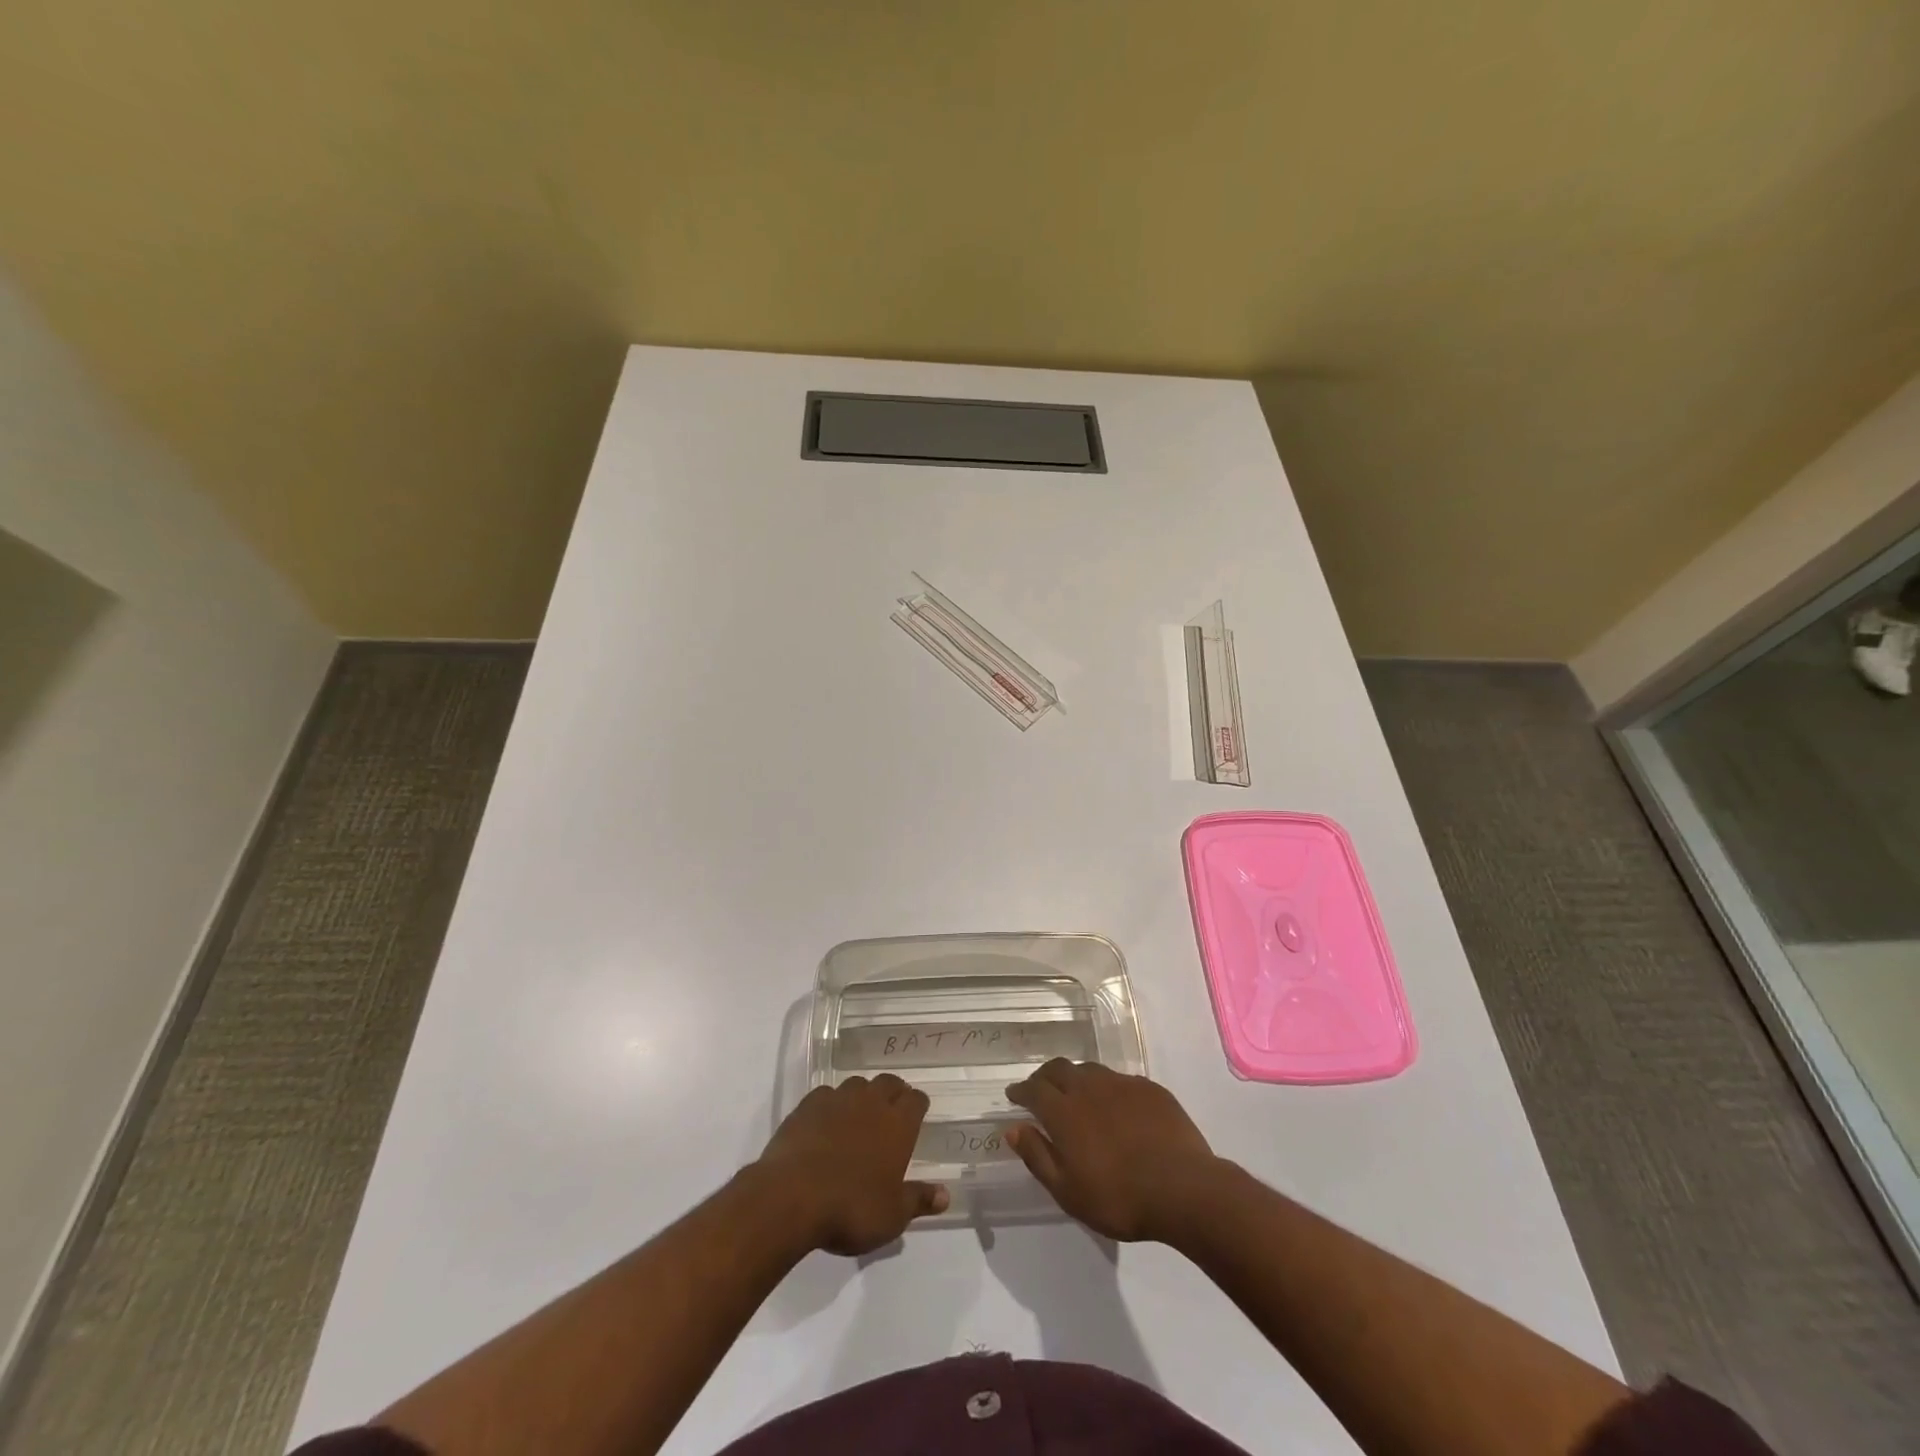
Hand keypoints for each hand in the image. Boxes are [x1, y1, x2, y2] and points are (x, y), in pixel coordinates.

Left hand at [754, 1075, 949, 1255]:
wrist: (792, 1197)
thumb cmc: (851, 1208)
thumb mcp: (892, 1216)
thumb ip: (919, 1200)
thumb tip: (945, 1194)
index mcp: (898, 1124)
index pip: (916, 1100)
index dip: (918, 1105)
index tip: (918, 1114)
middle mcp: (871, 1102)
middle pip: (889, 1083)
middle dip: (894, 1093)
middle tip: (892, 1112)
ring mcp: (838, 1099)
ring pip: (857, 1084)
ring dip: (862, 1095)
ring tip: (859, 1115)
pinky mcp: (807, 1105)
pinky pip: (826, 1094)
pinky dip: (831, 1104)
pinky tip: (825, 1121)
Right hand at [1005, 1060, 1222, 1242]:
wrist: (1182, 1188)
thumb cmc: (1119, 1198)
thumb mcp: (1068, 1191)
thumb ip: (1038, 1156)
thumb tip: (1013, 1129)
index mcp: (1064, 1111)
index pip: (1034, 1090)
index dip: (1021, 1090)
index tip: (1013, 1095)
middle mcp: (1089, 1088)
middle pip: (1059, 1069)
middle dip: (1044, 1077)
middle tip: (1040, 1090)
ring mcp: (1121, 1084)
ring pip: (1090, 1070)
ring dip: (1076, 1078)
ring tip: (1077, 1094)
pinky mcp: (1149, 1089)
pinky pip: (1120, 1080)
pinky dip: (1108, 1088)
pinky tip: (1115, 1105)